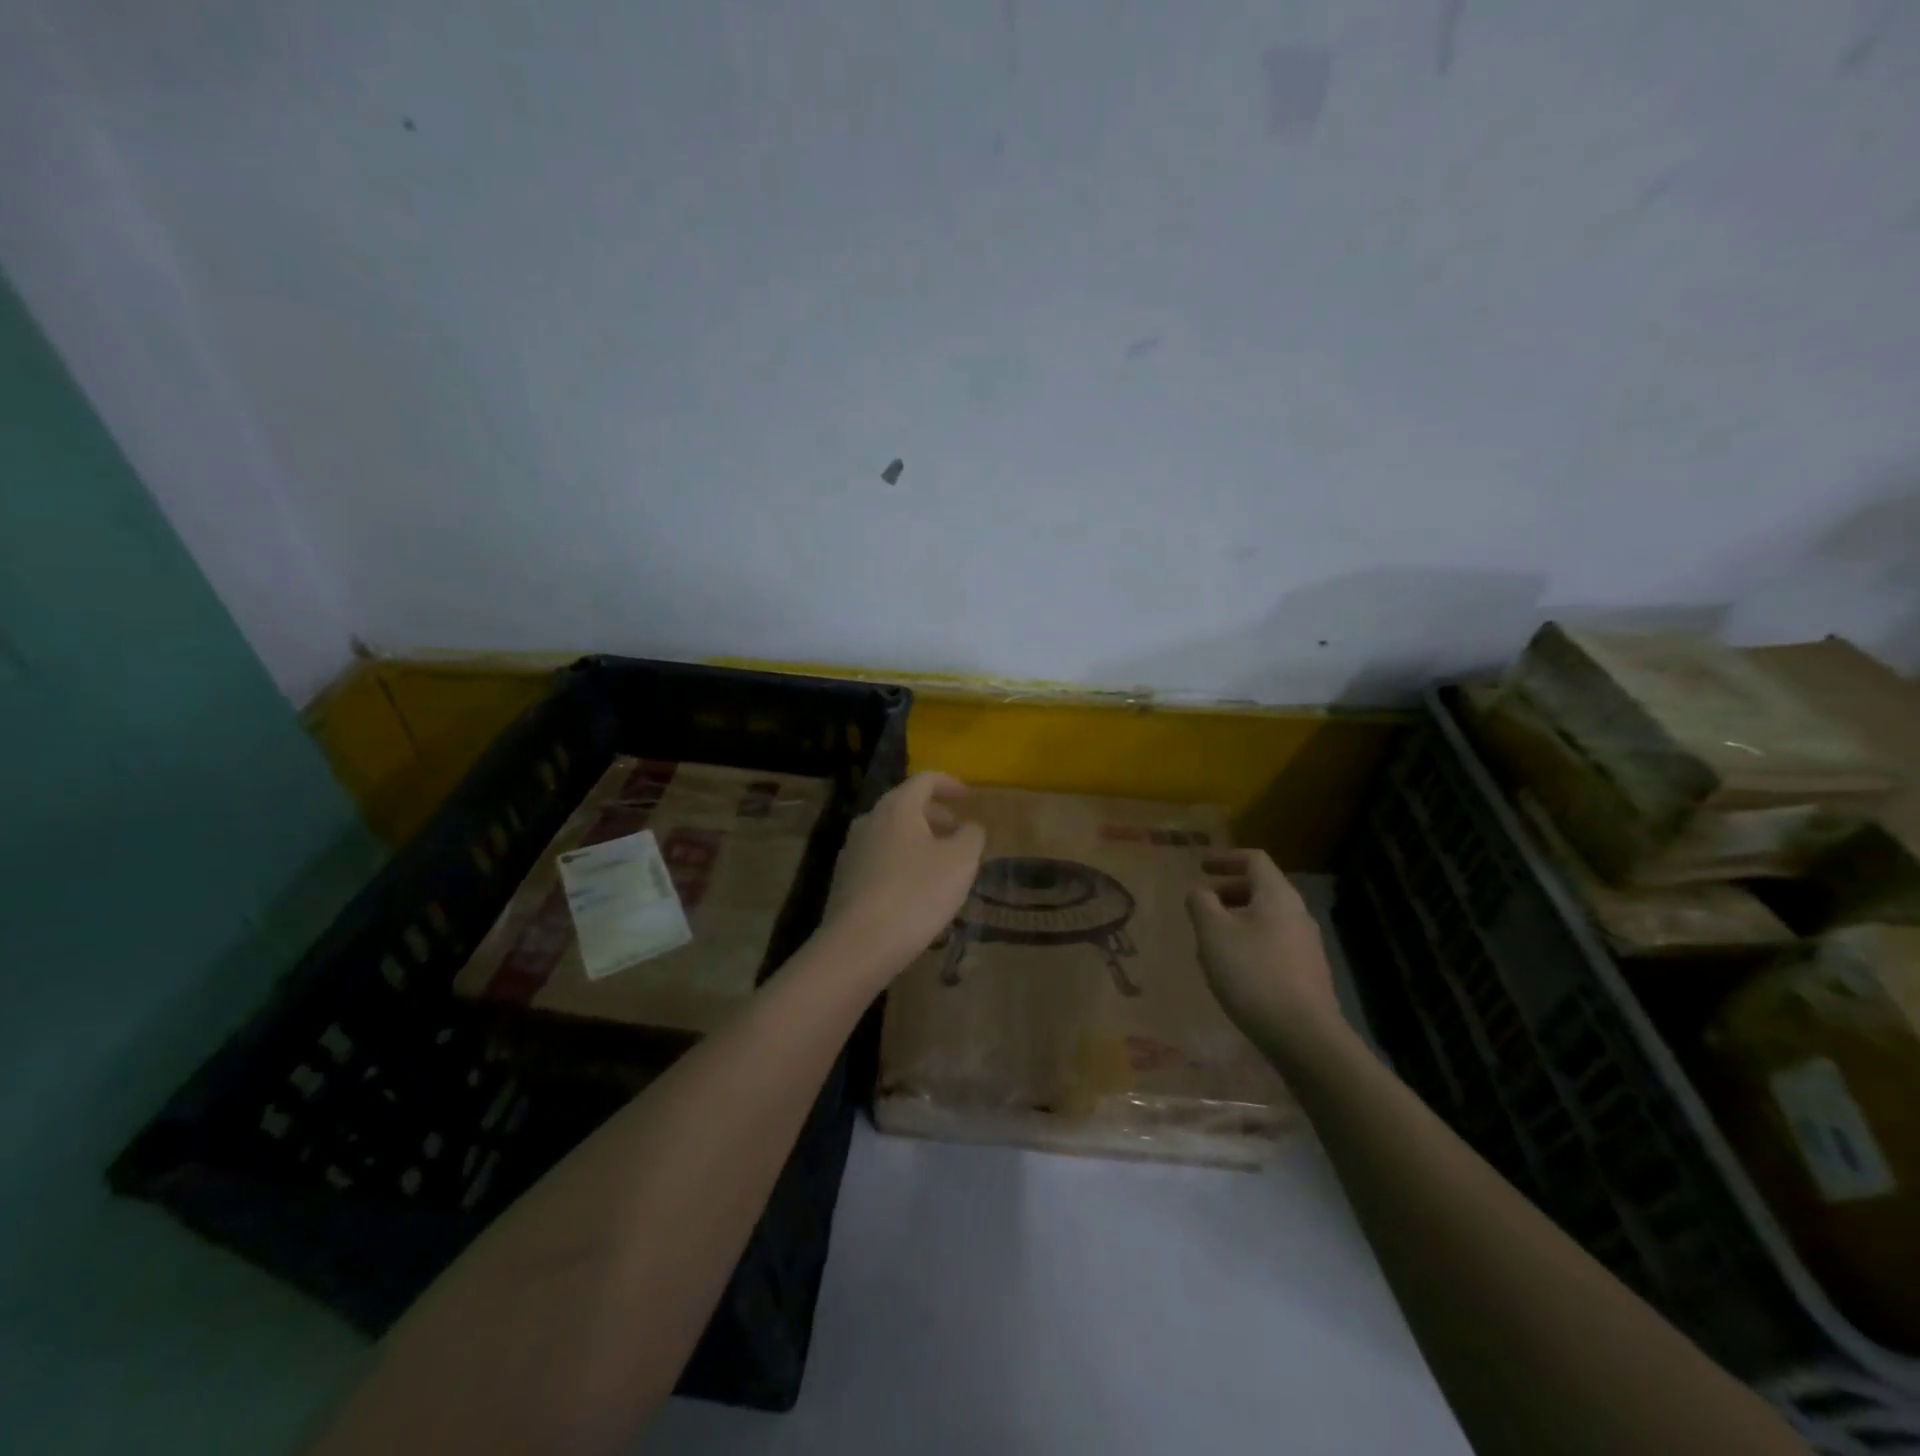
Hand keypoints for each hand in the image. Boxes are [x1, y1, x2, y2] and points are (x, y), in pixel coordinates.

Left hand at [822, 772, 985, 979]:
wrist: (858, 945)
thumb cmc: (916, 894)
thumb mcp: (960, 862)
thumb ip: (971, 836)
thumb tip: (969, 827)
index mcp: (896, 807)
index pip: (925, 779)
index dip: (950, 784)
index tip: (969, 798)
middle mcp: (869, 820)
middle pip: (906, 806)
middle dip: (936, 816)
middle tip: (959, 834)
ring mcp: (852, 850)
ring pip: (892, 834)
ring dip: (919, 841)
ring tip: (942, 865)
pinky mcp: (845, 879)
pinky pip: (880, 858)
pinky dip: (902, 862)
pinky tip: (916, 890)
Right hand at [1186, 850, 1341, 1056]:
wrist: (1304, 1036)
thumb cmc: (1253, 974)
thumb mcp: (1213, 933)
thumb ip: (1201, 903)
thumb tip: (1200, 891)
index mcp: (1277, 896)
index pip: (1254, 859)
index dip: (1226, 858)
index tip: (1201, 868)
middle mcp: (1298, 913)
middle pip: (1263, 888)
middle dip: (1230, 890)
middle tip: (1203, 904)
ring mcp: (1307, 944)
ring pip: (1268, 917)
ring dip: (1238, 918)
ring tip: (1212, 938)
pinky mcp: (1308, 972)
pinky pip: (1275, 942)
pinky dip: (1251, 941)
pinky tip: (1234, 968)